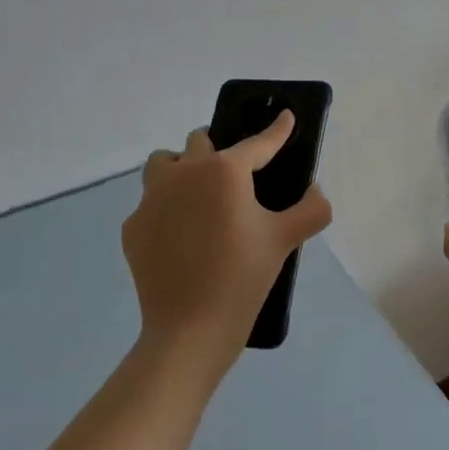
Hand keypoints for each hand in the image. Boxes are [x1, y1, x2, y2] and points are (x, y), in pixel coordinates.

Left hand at [122, 112, 332, 378]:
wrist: (189, 332)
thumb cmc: (242, 278)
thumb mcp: (286, 240)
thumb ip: (311, 208)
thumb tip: (315, 191)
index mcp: (225, 171)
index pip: (258, 143)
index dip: (277, 130)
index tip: (286, 117)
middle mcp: (186, 173)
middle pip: (200, 141)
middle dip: (218, 150)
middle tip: (234, 176)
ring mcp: (153, 199)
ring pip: (164, 163)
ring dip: (182, 168)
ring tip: (198, 195)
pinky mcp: (133, 226)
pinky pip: (150, 203)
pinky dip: (166, 209)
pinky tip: (180, 235)